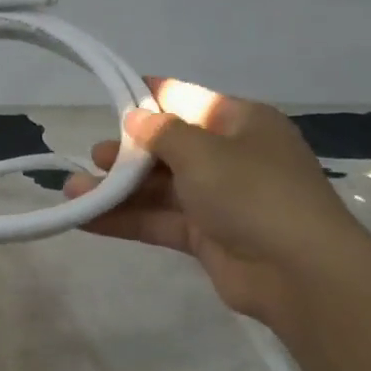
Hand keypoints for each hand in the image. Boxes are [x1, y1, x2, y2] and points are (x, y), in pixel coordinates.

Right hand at [62, 78, 365, 328]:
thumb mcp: (204, 151)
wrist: (297, 271)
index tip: (110, 99)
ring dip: (118, 190)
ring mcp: (218, 200)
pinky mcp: (206, 237)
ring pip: (160, 188)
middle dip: (129, 152)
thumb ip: (162, 133)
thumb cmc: (252, 192)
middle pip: (170, 147)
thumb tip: (135, 118)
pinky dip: (126, 219)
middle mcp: (230, 157)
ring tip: (72, 190)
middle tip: (94, 157)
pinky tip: (86, 219)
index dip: (148, 99)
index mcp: (241, 122)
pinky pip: (160, 221)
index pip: (187, 100)